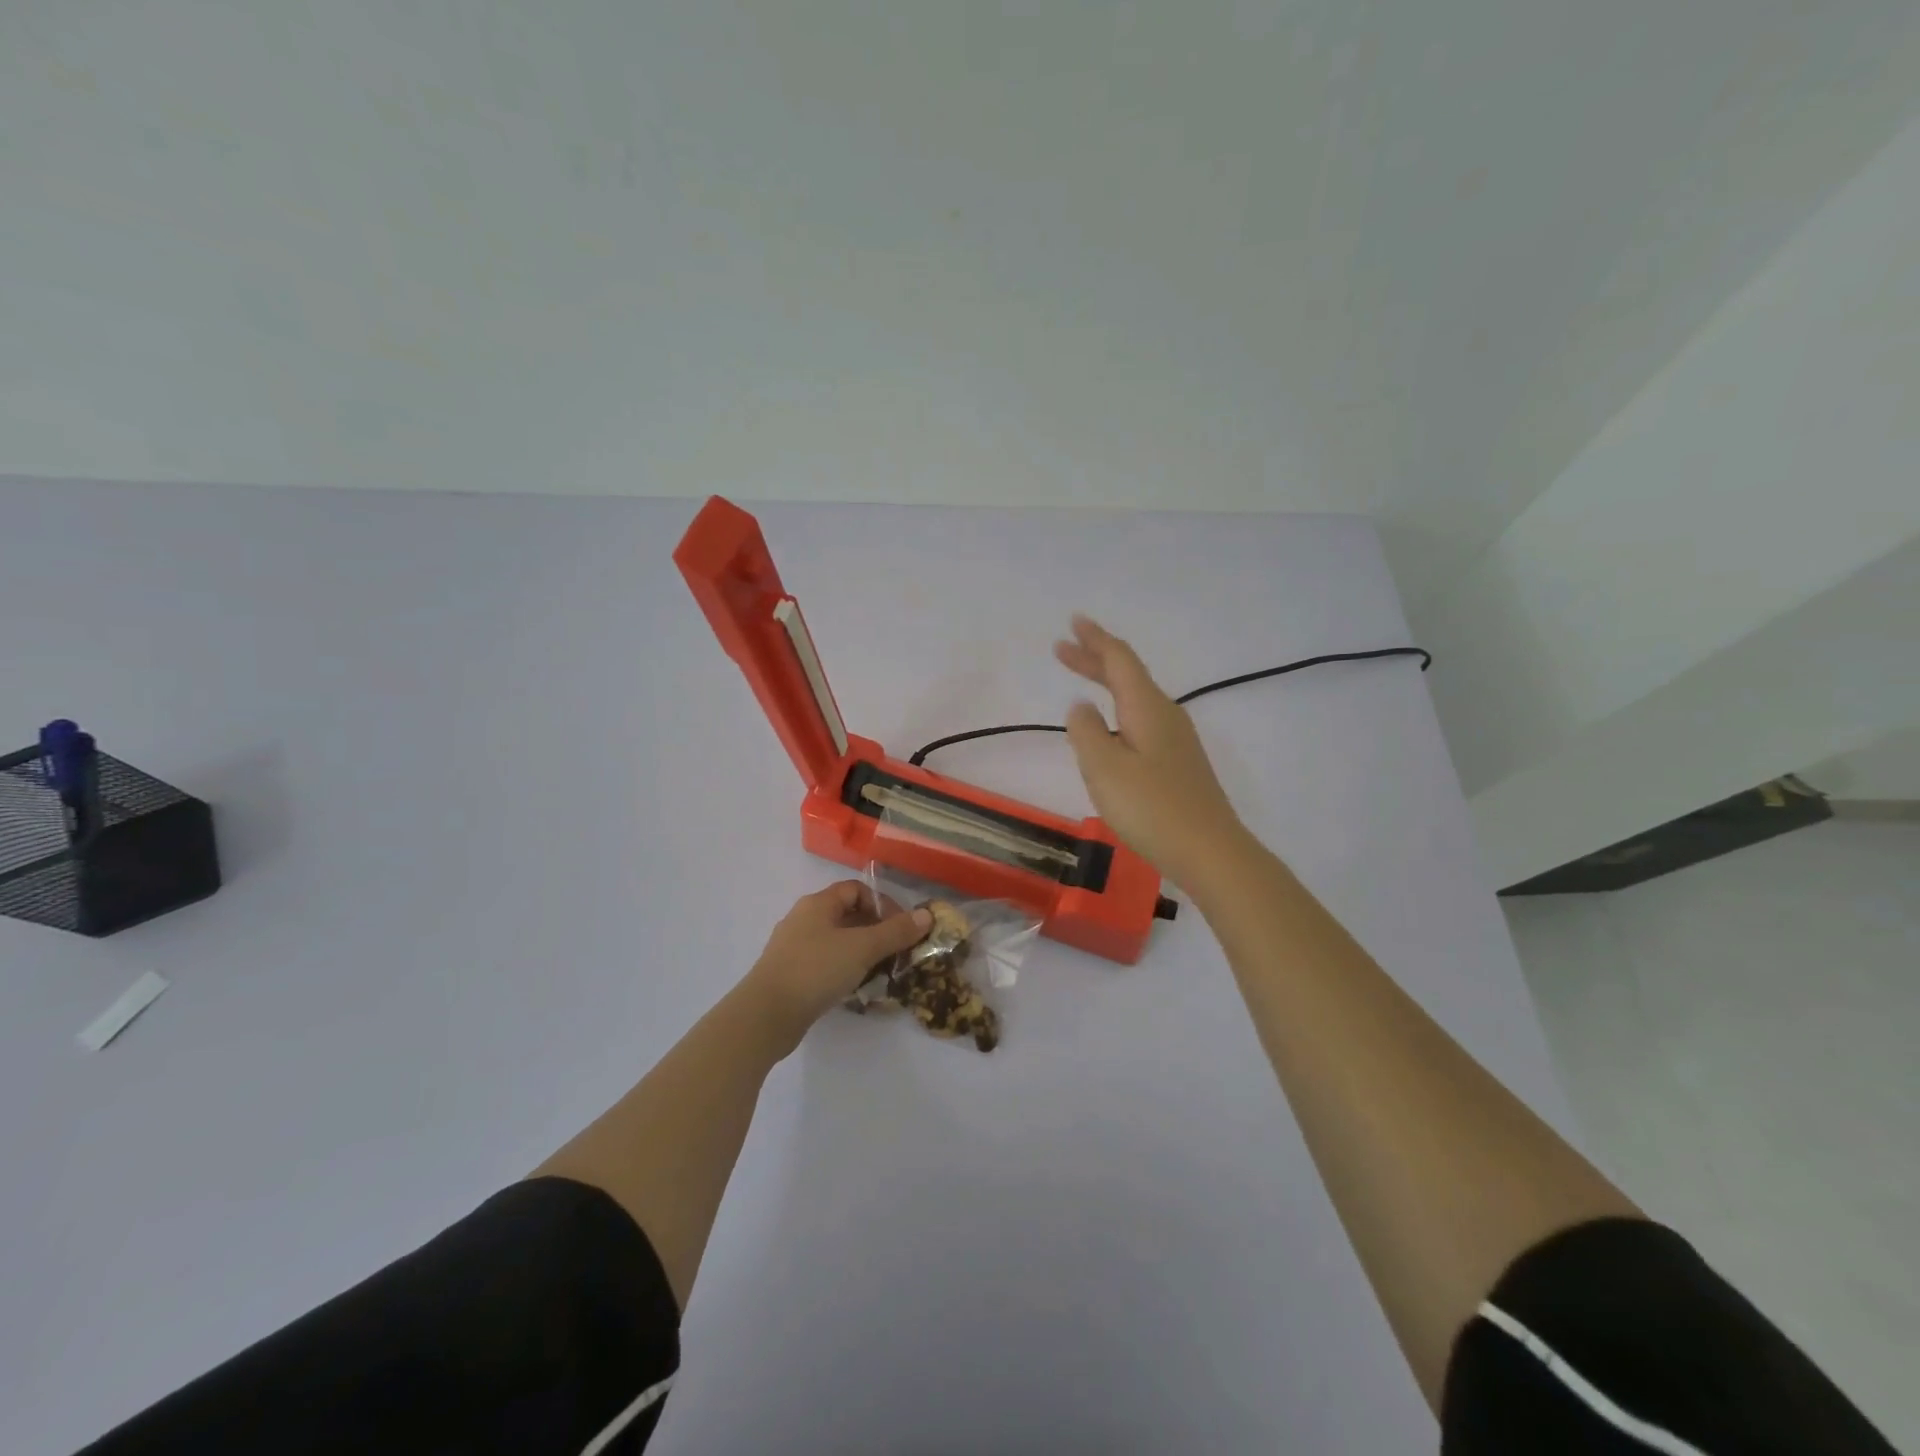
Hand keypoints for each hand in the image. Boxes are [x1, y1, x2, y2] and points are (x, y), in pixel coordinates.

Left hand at [738, 882, 931, 1052]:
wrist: (766, 1016)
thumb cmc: (816, 970)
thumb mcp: (862, 948)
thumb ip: (896, 932)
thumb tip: (927, 915)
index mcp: (818, 903)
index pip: (856, 889)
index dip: (882, 903)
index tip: (901, 928)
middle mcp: (803, 919)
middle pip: (847, 914)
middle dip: (875, 929)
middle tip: (896, 951)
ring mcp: (794, 948)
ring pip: (836, 941)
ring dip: (861, 952)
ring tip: (881, 971)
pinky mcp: (790, 974)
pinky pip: (824, 963)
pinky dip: (844, 969)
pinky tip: (855, 987)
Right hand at [1055, 614, 1248, 888]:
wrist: (1210, 852)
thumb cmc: (1152, 808)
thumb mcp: (1105, 769)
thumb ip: (1086, 732)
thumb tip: (1081, 706)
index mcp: (1147, 708)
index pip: (1119, 660)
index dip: (1095, 640)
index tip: (1074, 622)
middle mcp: (1165, 715)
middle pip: (1128, 676)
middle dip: (1095, 659)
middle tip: (1064, 648)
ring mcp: (1176, 741)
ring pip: (1135, 699)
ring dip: (1106, 684)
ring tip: (1082, 680)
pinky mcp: (1178, 764)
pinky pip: (1142, 721)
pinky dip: (1118, 711)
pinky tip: (1110, 729)